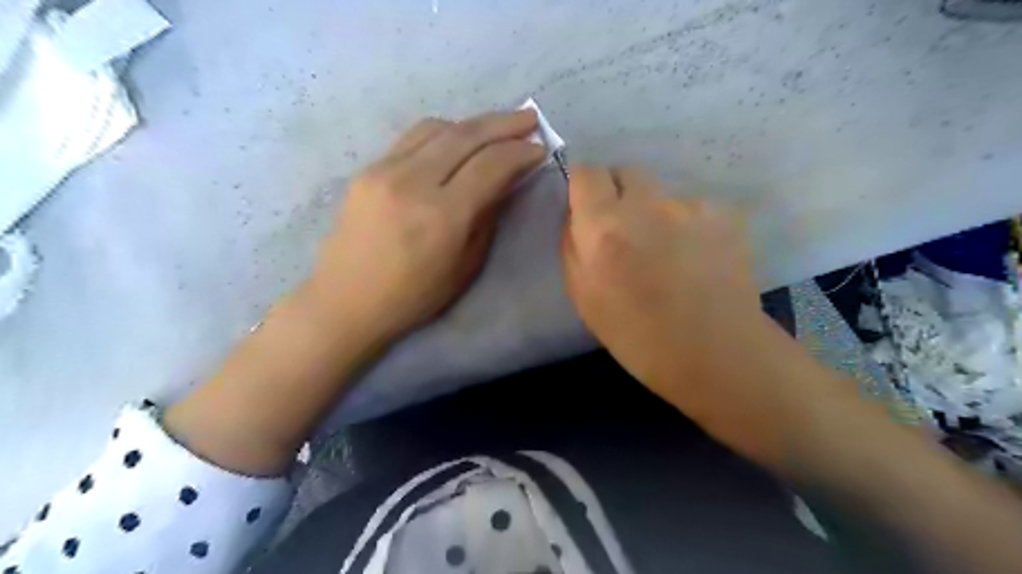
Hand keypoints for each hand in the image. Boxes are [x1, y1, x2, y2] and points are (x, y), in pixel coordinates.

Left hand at [311, 109, 545, 344]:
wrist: (346, 300)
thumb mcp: (465, 266)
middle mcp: (413, 182)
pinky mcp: (368, 169)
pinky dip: (443, 132)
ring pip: (438, 127)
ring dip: (473, 123)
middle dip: (503, 124)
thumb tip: (505, 180)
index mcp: (443, 216)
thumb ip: (487, 217)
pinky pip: (413, 138)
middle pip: (466, 135)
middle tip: (529, 119)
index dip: (520, 152)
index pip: (491, 165)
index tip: (539, 149)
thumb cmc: (413, 296)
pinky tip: (457, 140)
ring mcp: (385, 170)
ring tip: (495, 129)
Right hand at [557, 164, 773, 433]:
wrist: (715, 353)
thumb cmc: (637, 335)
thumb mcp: (583, 296)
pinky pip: (693, 207)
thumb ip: (572, 246)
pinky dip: (688, 224)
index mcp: (605, 227)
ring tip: (667, 252)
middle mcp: (647, 203)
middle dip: (618, 193)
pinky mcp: (725, 213)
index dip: (584, 186)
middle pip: (626, 171)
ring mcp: (691, 205)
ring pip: (661, 193)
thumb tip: (577, 215)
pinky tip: (696, 257)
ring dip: (655, 212)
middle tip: (625, 231)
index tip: (587, 207)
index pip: (586, 172)